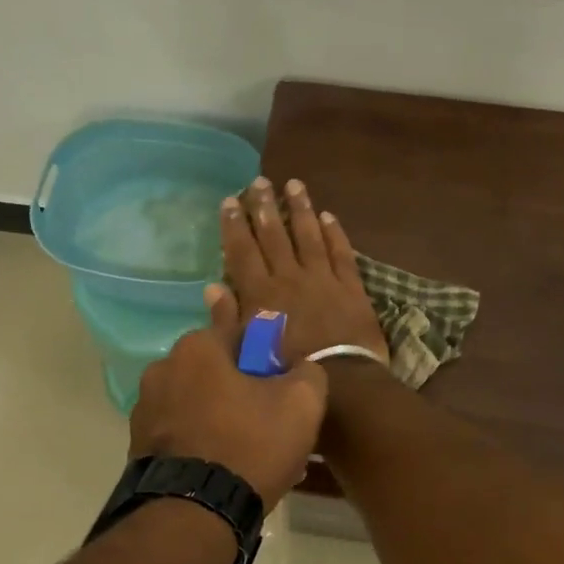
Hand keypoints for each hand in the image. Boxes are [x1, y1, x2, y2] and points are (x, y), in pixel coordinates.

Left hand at [129, 286, 327, 512]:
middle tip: (270, 416)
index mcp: (197, 348)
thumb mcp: (301, 403)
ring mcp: (146, 409)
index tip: (276, 367)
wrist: (194, 515)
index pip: (235, 326)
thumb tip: (300, 367)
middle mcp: (163, 369)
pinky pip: (182, 432)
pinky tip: (227, 467)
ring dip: (223, 416)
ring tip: (251, 451)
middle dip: (242, 386)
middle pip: (216, 368)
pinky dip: (203, 441)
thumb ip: (307, 371)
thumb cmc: (250, 445)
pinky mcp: (139, 446)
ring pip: (199, 402)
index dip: (263, 345)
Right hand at [219, 178, 390, 365]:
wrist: (340, 381)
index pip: (243, 251)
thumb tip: (212, 287)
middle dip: (265, 207)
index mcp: (261, 293)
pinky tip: (329, 216)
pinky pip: (341, 253)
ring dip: (300, 209)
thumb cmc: (285, 372)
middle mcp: (289, 278)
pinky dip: (335, 234)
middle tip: (260, 182)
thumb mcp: (246, 350)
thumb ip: (228, 317)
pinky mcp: (350, 287)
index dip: (236, 225)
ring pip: (309, 236)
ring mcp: (322, 279)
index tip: (231, 200)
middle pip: (275, 236)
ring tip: (294, 184)